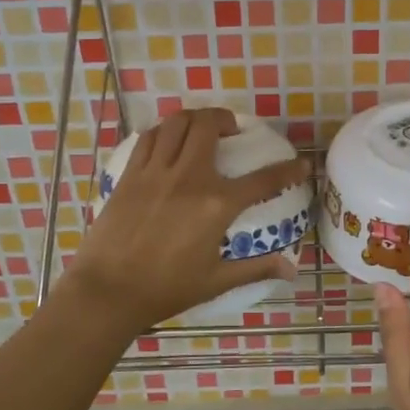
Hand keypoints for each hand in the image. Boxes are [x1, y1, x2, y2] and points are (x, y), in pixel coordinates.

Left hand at [68, 108, 308, 335]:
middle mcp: (189, 177)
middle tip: (231, 131)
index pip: (263, 180)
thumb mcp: (216, 281)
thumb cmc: (165, 289)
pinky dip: (164, 132)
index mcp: (216, 205)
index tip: (302, 163)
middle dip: (226, 119)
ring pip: (177, 123)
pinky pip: (150, 138)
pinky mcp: (130, 175)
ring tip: (200, 129)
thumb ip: (256, 269)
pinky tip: (167, 143)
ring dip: (194, 119)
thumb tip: (292, 269)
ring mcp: (156, 172)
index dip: (288, 169)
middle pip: (209, 126)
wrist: (108, 291)